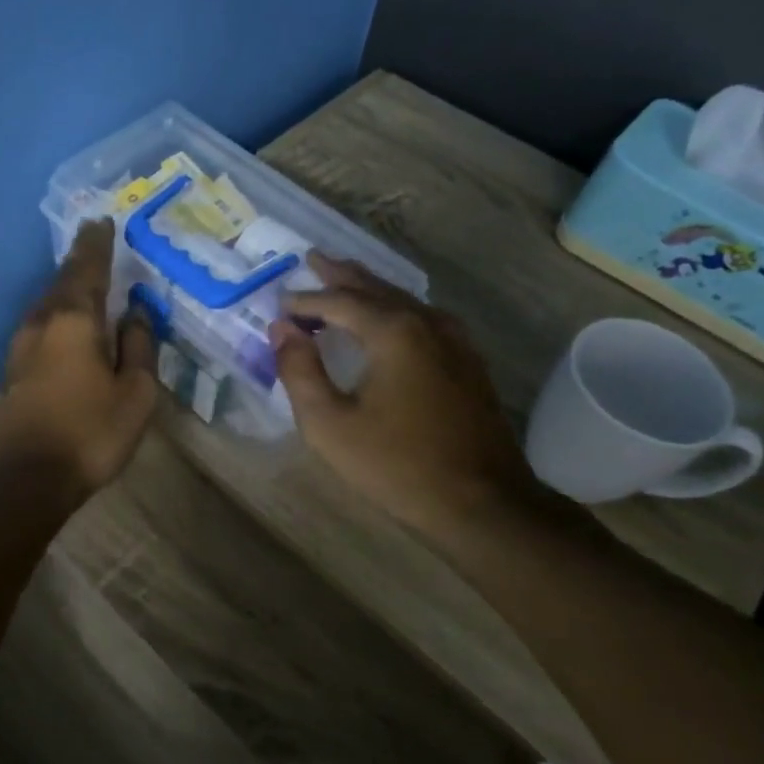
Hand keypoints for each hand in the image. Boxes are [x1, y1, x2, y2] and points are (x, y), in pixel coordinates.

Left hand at [0, 219, 158, 499]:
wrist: (22, 481)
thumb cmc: (88, 433)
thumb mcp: (134, 394)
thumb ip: (138, 347)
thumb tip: (136, 313)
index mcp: (73, 319)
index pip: (87, 268)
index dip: (97, 243)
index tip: (102, 220)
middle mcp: (41, 322)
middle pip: (63, 281)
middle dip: (81, 261)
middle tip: (96, 242)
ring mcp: (21, 346)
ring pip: (48, 304)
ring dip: (68, 288)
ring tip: (87, 280)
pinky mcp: (13, 370)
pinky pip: (42, 326)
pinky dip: (59, 314)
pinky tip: (69, 324)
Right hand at [269, 252, 538, 534]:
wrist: (484, 504)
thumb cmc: (398, 466)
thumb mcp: (330, 425)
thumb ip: (299, 371)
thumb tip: (282, 329)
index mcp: (392, 332)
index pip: (339, 301)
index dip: (306, 301)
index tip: (280, 305)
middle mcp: (426, 322)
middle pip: (375, 288)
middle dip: (341, 274)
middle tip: (314, 258)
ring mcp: (455, 340)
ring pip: (403, 300)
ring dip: (370, 288)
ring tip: (346, 278)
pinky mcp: (469, 362)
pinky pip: (424, 318)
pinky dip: (396, 308)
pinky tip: (391, 317)